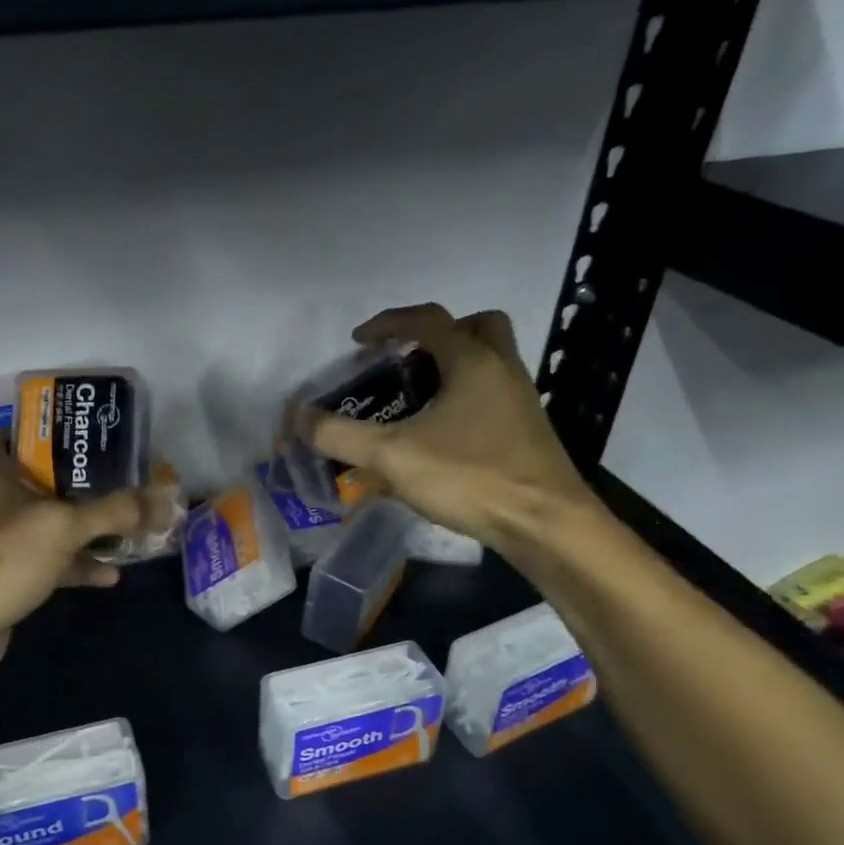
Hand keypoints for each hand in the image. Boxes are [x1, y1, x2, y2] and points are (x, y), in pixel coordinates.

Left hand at [0, 428, 171, 691]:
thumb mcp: (62, 527)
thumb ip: (116, 511)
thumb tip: (166, 498)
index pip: (6, 432)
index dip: (41, 431)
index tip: (83, 439)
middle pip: (36, 479)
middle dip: (78, 484)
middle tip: (121, 482)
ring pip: (43, 524)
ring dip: (81, 529)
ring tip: (127, 530)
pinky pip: (43, 562)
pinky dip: (73, 566)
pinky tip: (109, 575)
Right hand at [298, 304, 596, 549]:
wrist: (546, 525)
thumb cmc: (470, 477)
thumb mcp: (392, 456)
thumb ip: (340, 436)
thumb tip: (297, 417)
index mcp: (472, 361)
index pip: (428, 319)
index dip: (388, 322)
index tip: (358, 341)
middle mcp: (503, 370)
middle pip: (477, 327)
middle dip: (438, 334)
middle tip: (407, 359)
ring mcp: (520, 401)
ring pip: (490, 362)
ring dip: (453, 367)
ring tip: (416, 400)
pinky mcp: (527, 433)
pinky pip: (493, 396)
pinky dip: (465, 400)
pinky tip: (441, 438)